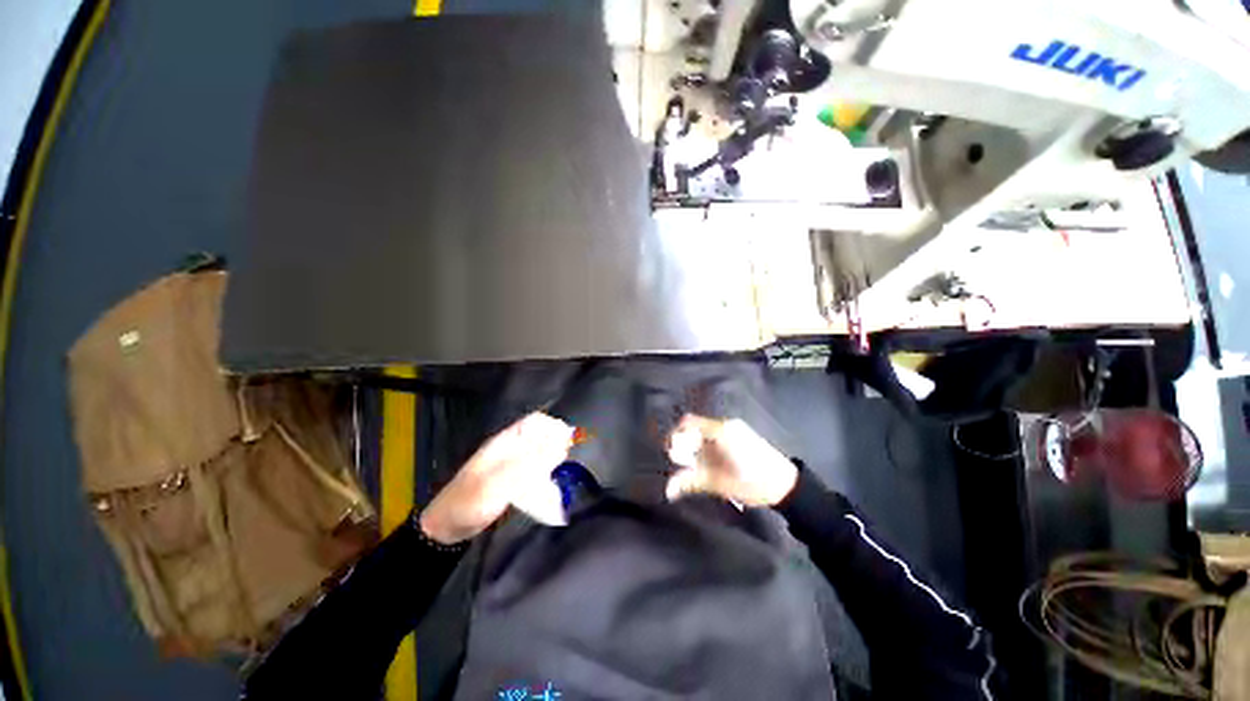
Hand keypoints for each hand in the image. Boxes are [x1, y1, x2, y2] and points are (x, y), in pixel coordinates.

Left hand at [420, 413, 573, 543]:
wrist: (446, 530)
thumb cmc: (468, 503)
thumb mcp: (498, 483)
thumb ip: (529, 464)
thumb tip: (561, 442)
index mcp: (505, 442)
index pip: (535, 422)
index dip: (554, 425)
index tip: (571, 439)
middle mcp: (511, 449)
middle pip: (541, 435)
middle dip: (558, 442)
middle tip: (570, 457)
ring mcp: (512, 465)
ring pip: (541, 452)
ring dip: (554, 457)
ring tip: (565, 469)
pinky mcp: (514, 481)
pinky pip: (537, 470)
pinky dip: (547, 472)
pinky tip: (555, 482)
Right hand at [665, 415, 797, 507]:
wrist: (788, 485)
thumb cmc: (753, 482)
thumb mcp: (719, 483)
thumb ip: (692, 482)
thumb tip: (667, 490)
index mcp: (720, 430)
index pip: (688, 422)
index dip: (674, 435)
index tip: (669, 454)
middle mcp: (725, 425)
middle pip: (694, 428)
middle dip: (684, 444)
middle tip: (682, 465)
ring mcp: (734, 430)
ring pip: (704, 433)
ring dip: (694, 448)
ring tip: (694, 467)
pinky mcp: (739, 437)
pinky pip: (714, 437)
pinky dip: (705, 448)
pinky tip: (707, 464)